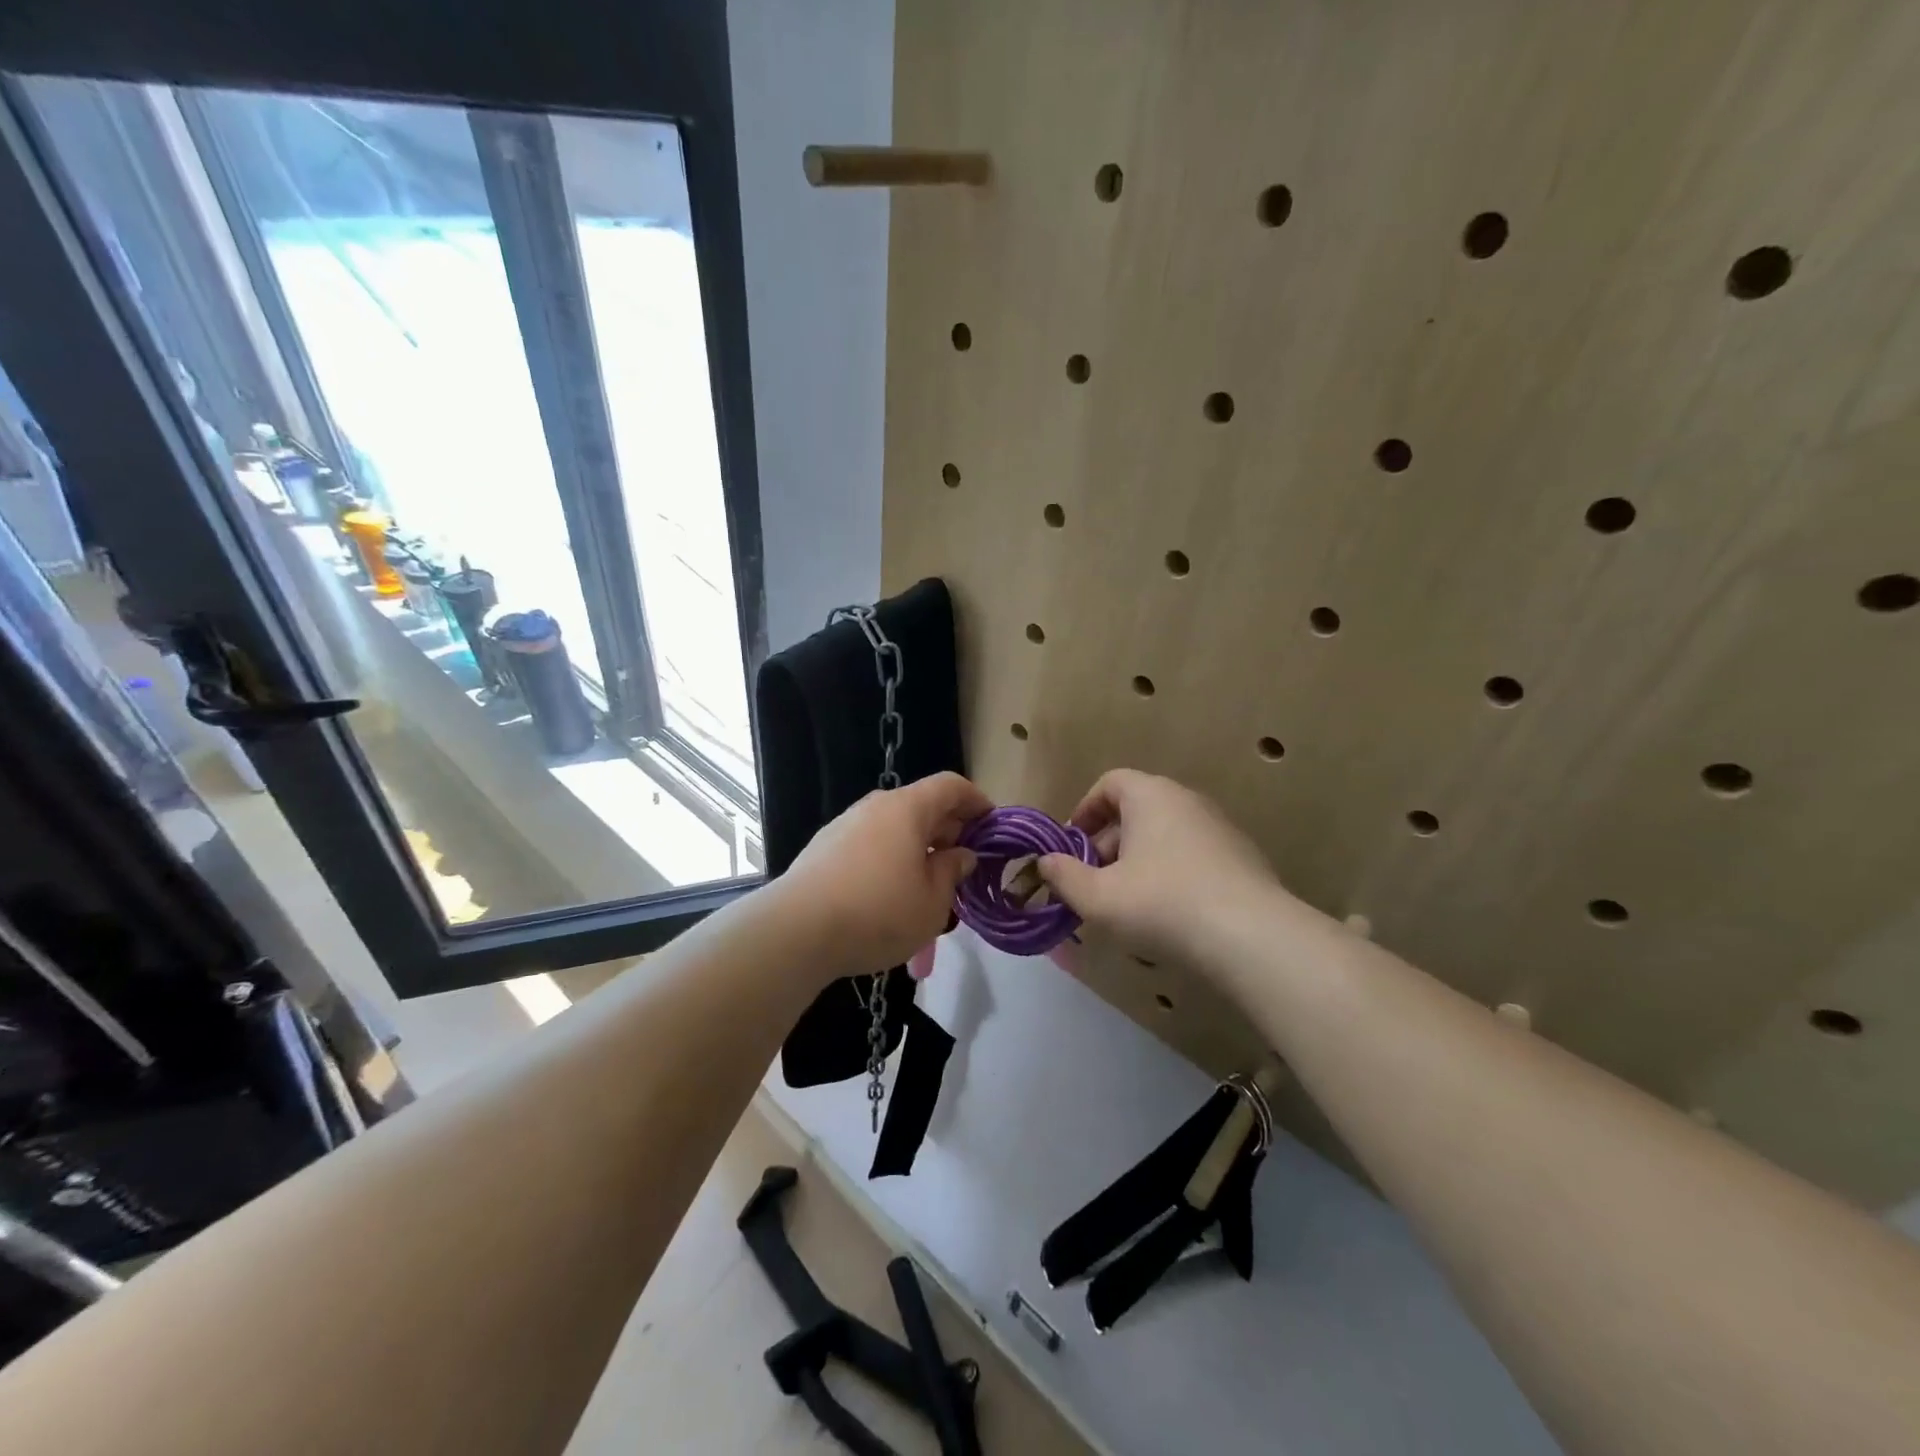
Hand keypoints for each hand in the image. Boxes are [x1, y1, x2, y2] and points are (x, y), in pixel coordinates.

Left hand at [777, 772, 990, 981]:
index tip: (992, 825)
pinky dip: (889, 859)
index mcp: (907, 808)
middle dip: (948, 830)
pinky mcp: (823, 849)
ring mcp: (844, 826)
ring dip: (918, 849)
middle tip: (965, 863)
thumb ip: (952, 872)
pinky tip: (891, 895)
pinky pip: (869, 845)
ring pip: (893, 828)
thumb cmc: (878, 912)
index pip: (951, 786)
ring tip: (930, 886)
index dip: (977, 801)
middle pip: (921, 805)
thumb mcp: (933, 901)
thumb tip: (961, 854)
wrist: (796, 931)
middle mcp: (875, 806)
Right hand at [1037, 769, 1282, 965]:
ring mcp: (1220, 828)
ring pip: (1164, 837)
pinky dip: (1171, 876)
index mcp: (1151, 796)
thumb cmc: (1162, 904)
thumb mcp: (1098, 897)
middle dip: (1107, 846)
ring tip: (1127, 905)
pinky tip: (1168, 916)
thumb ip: (1064, 877)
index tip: (1072, 846)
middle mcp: (1187, 801)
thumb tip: (1046, 862)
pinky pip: (1192, 857)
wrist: (1252, 937)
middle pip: (1136, 812)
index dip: (1084, 811)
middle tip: (1093, 884)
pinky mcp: (1242, 858)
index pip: (1110, 783)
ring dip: (1138, 863)